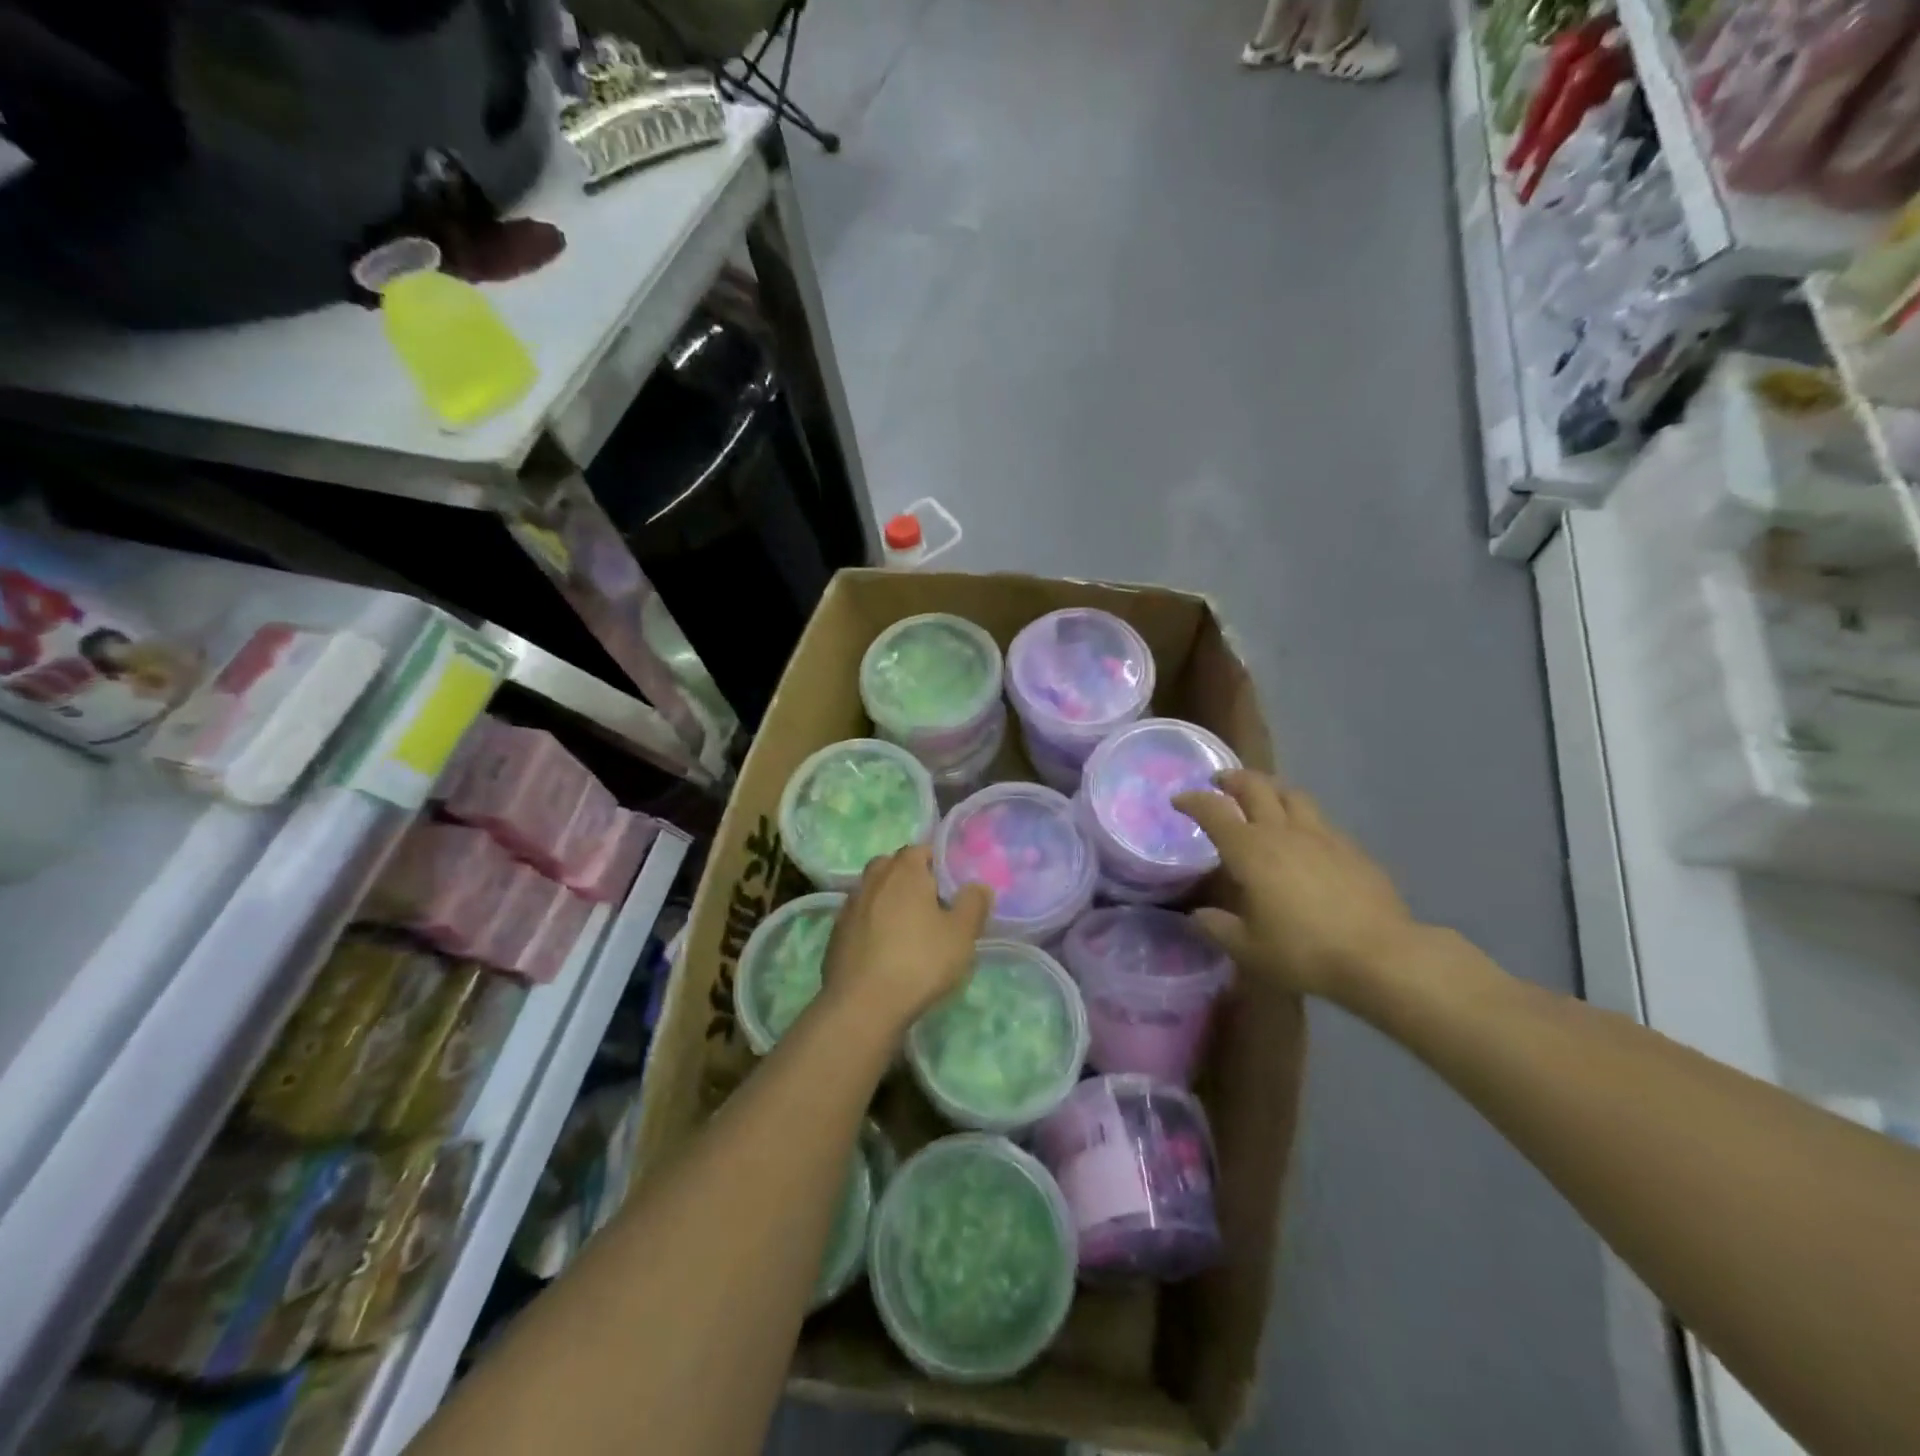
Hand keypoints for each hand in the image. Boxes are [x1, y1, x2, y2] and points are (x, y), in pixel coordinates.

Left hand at [820, 846, 991, 1038]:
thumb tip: (978, 885)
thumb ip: (973, 904)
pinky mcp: (835, 934)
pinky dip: (872, 925)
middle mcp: (872, 880)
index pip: (921, 850)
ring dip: (889, 902)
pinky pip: (860, 919)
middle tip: (931, 906)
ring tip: (908, 931)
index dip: (937, 864)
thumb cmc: (919, 962)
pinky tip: (884, 951)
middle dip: (910, 879)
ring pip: (874, 892)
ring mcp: (849, 906)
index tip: (951, 888)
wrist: (862, 1006)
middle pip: (892, 867)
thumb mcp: (961, 935)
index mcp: (903, 870)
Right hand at [1173, 771, 1423, 1000]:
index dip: (1192, 800)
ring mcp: (1321, 835)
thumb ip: (1217, 927)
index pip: (1213, 810)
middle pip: (1255, 787)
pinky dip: (1301, 817)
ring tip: (1263, 799)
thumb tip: (1198, 915)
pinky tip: (1304, 837)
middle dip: (1232, 780)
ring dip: (1271, 790)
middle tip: (1219, 783)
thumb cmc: (1303, 950)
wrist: (1380, 955)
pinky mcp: (1350, 848)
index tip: (1178, 800)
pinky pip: (1319, 819)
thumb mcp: (1247, 948)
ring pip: (1292, 794)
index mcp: (1249, 850)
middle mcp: (1282, 831)